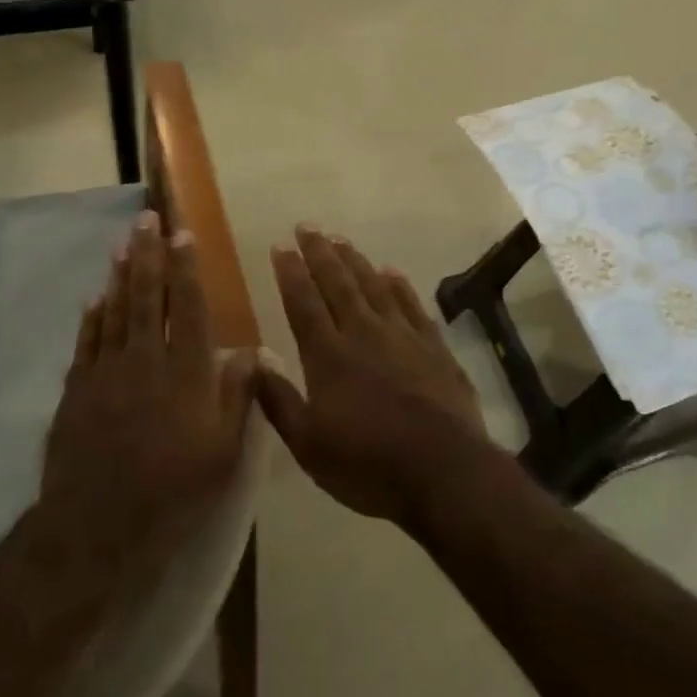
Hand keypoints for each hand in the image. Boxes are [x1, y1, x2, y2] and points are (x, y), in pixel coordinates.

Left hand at [41, 211, 247, 579]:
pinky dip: (93, 316)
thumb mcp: (223, 452)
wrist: (99, 525)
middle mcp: (147, 360)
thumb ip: (237, 397)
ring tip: (124, 245)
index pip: (188, 306)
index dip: (186, 268)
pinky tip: (96, 297)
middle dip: (149, 255)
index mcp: (186, 372)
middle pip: (148, 297)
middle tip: (147, 220)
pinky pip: (87, 341)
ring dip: (121, 275)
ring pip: (116, 311)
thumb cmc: (174, 491)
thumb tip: (250, 351)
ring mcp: (107, 372)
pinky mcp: (78, 389)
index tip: (183, 235)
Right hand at [239, 226, 488, 524]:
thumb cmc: (368, 464)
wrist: (444, 471)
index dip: (291, 272)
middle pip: (338, 283)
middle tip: (308, 225)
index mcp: (328, 355)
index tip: (281, 245)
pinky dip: (400, 286)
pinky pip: (412, 305)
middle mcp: (363, 333)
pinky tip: (392, 272)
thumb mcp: (309, 445)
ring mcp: (403, 336)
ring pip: (374, 286)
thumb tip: (252, 360)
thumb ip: (278, 400)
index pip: (303, 302)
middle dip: (320, 253)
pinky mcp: (434, 347)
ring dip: (355, 261)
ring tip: (341, 240)